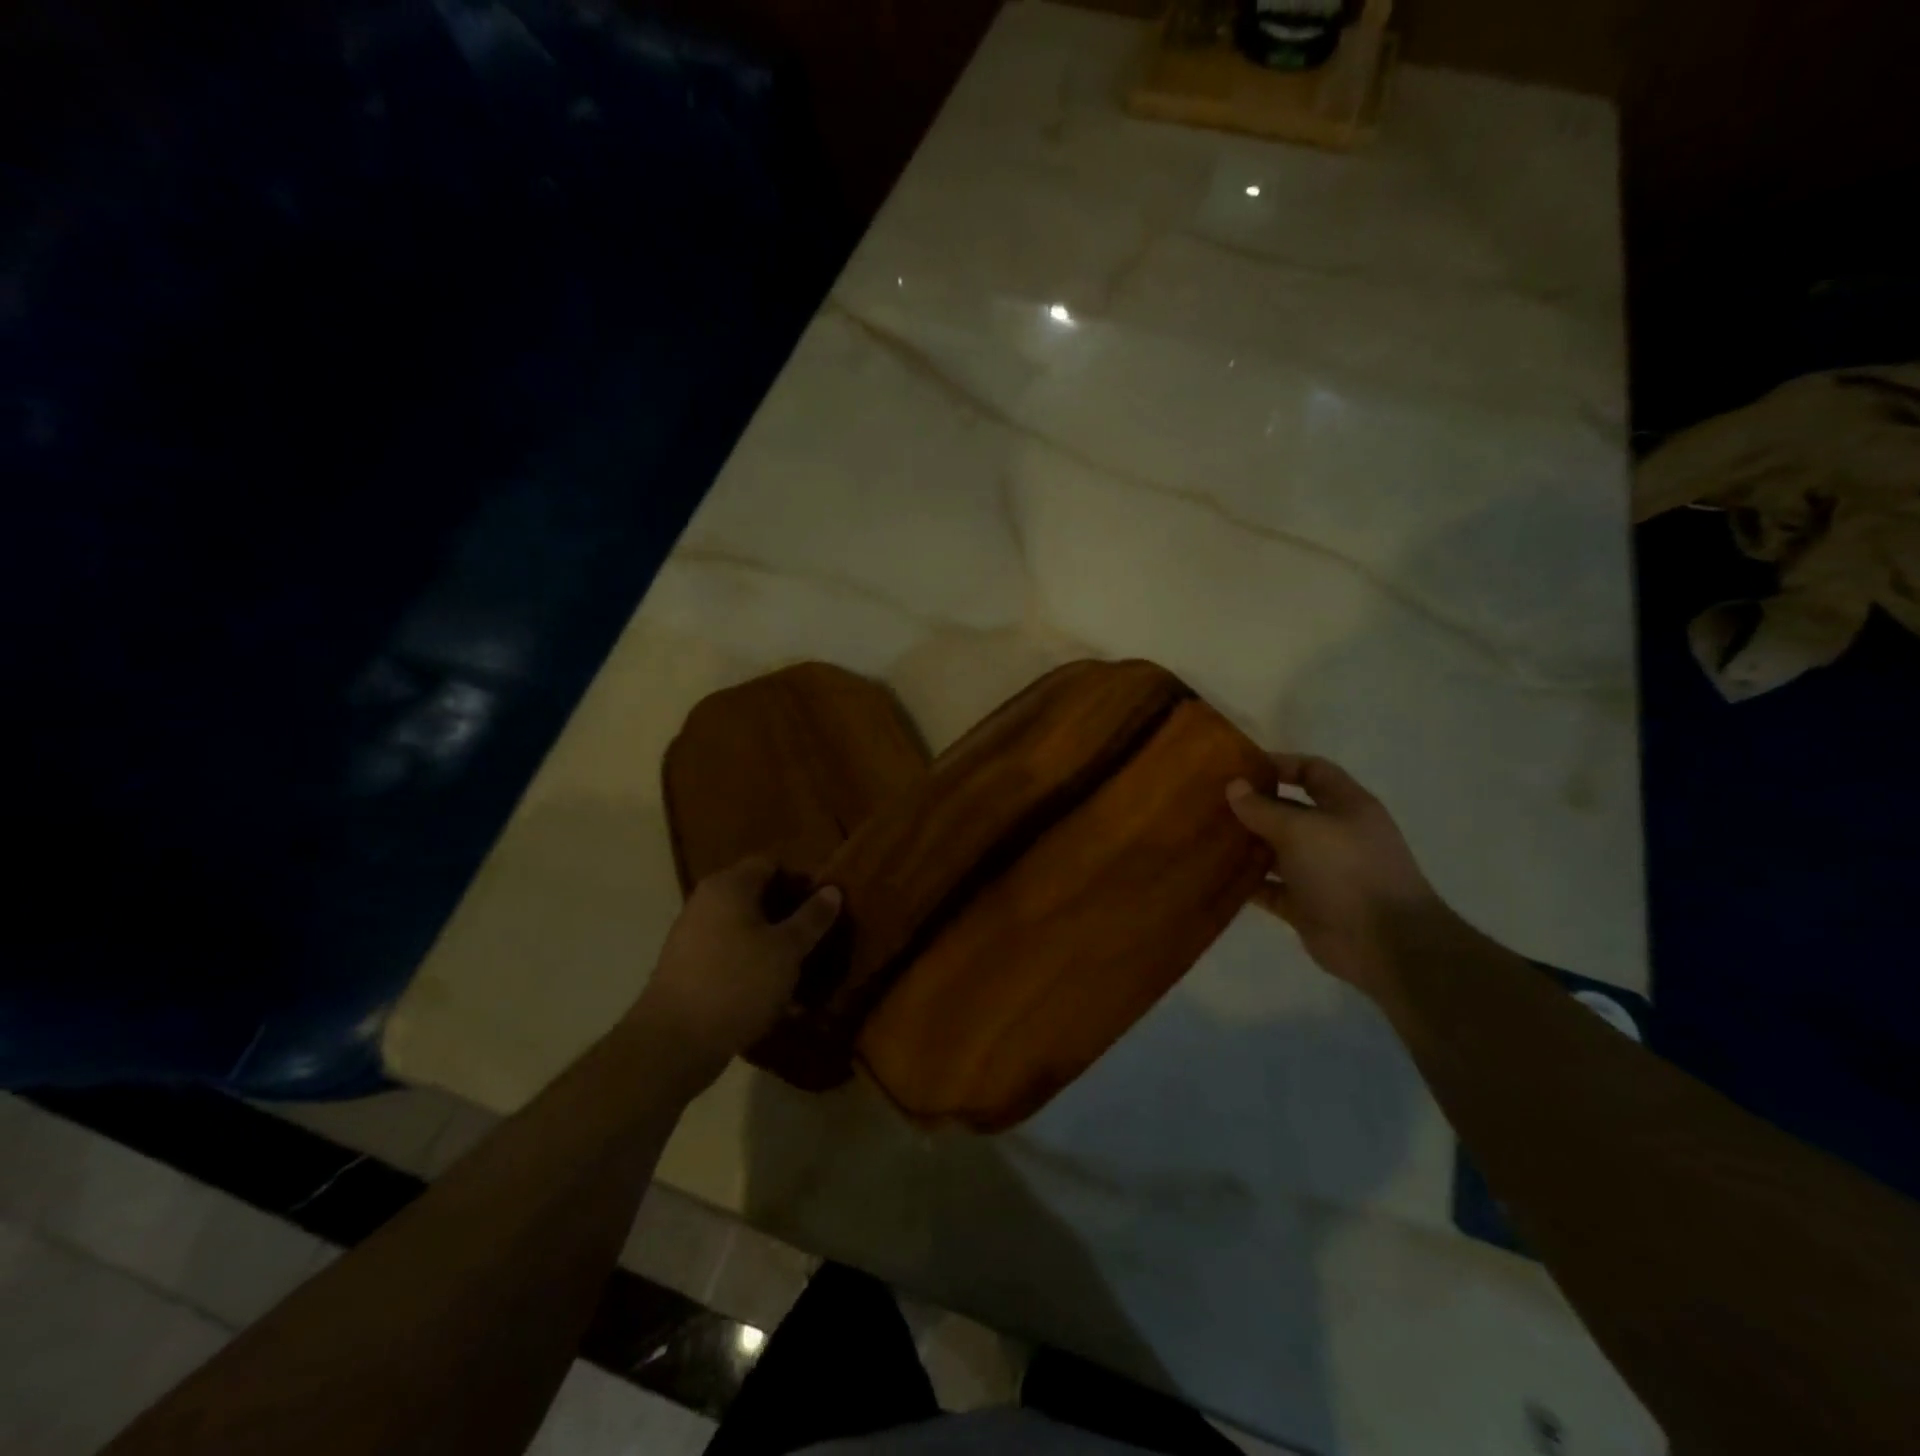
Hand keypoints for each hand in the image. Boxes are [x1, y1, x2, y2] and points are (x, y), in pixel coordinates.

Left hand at [630, 857, 841, 1087]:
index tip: (825, 905)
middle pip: (756, 896)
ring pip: (744, 929)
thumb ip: (812, 918)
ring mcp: (692, 936)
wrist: (674, 1043)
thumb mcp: (787, 950)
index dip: (801, 880)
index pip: (771, 864)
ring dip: (773, 944)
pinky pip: (729, 955)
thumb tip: (832, 889)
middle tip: (819, 937)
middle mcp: (706, 902)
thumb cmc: (738, 982)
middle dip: (789, 915)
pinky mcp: (687, 969)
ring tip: (801, 969)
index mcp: (729, 886)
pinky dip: (752, 965)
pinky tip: (774, 993)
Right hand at [1227, 754, 1446, 998]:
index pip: (1313, 771)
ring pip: (1276, 851)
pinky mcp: (1306, 905)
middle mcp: (1335, 835)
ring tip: (1206, 837)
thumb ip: (1263, 808)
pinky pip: (1270, 888)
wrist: (1384, 944)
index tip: (1239, 768)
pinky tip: (1216, 875)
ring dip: (1246, 845)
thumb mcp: (1300, 829)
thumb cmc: (1346, 870)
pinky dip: (1247, 883)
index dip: (1279, 764)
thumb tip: (1233, 786)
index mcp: (1346, 806)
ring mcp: (1320, 872)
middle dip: (1253, 806)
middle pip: (1289, 811)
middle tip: (1210, 803)